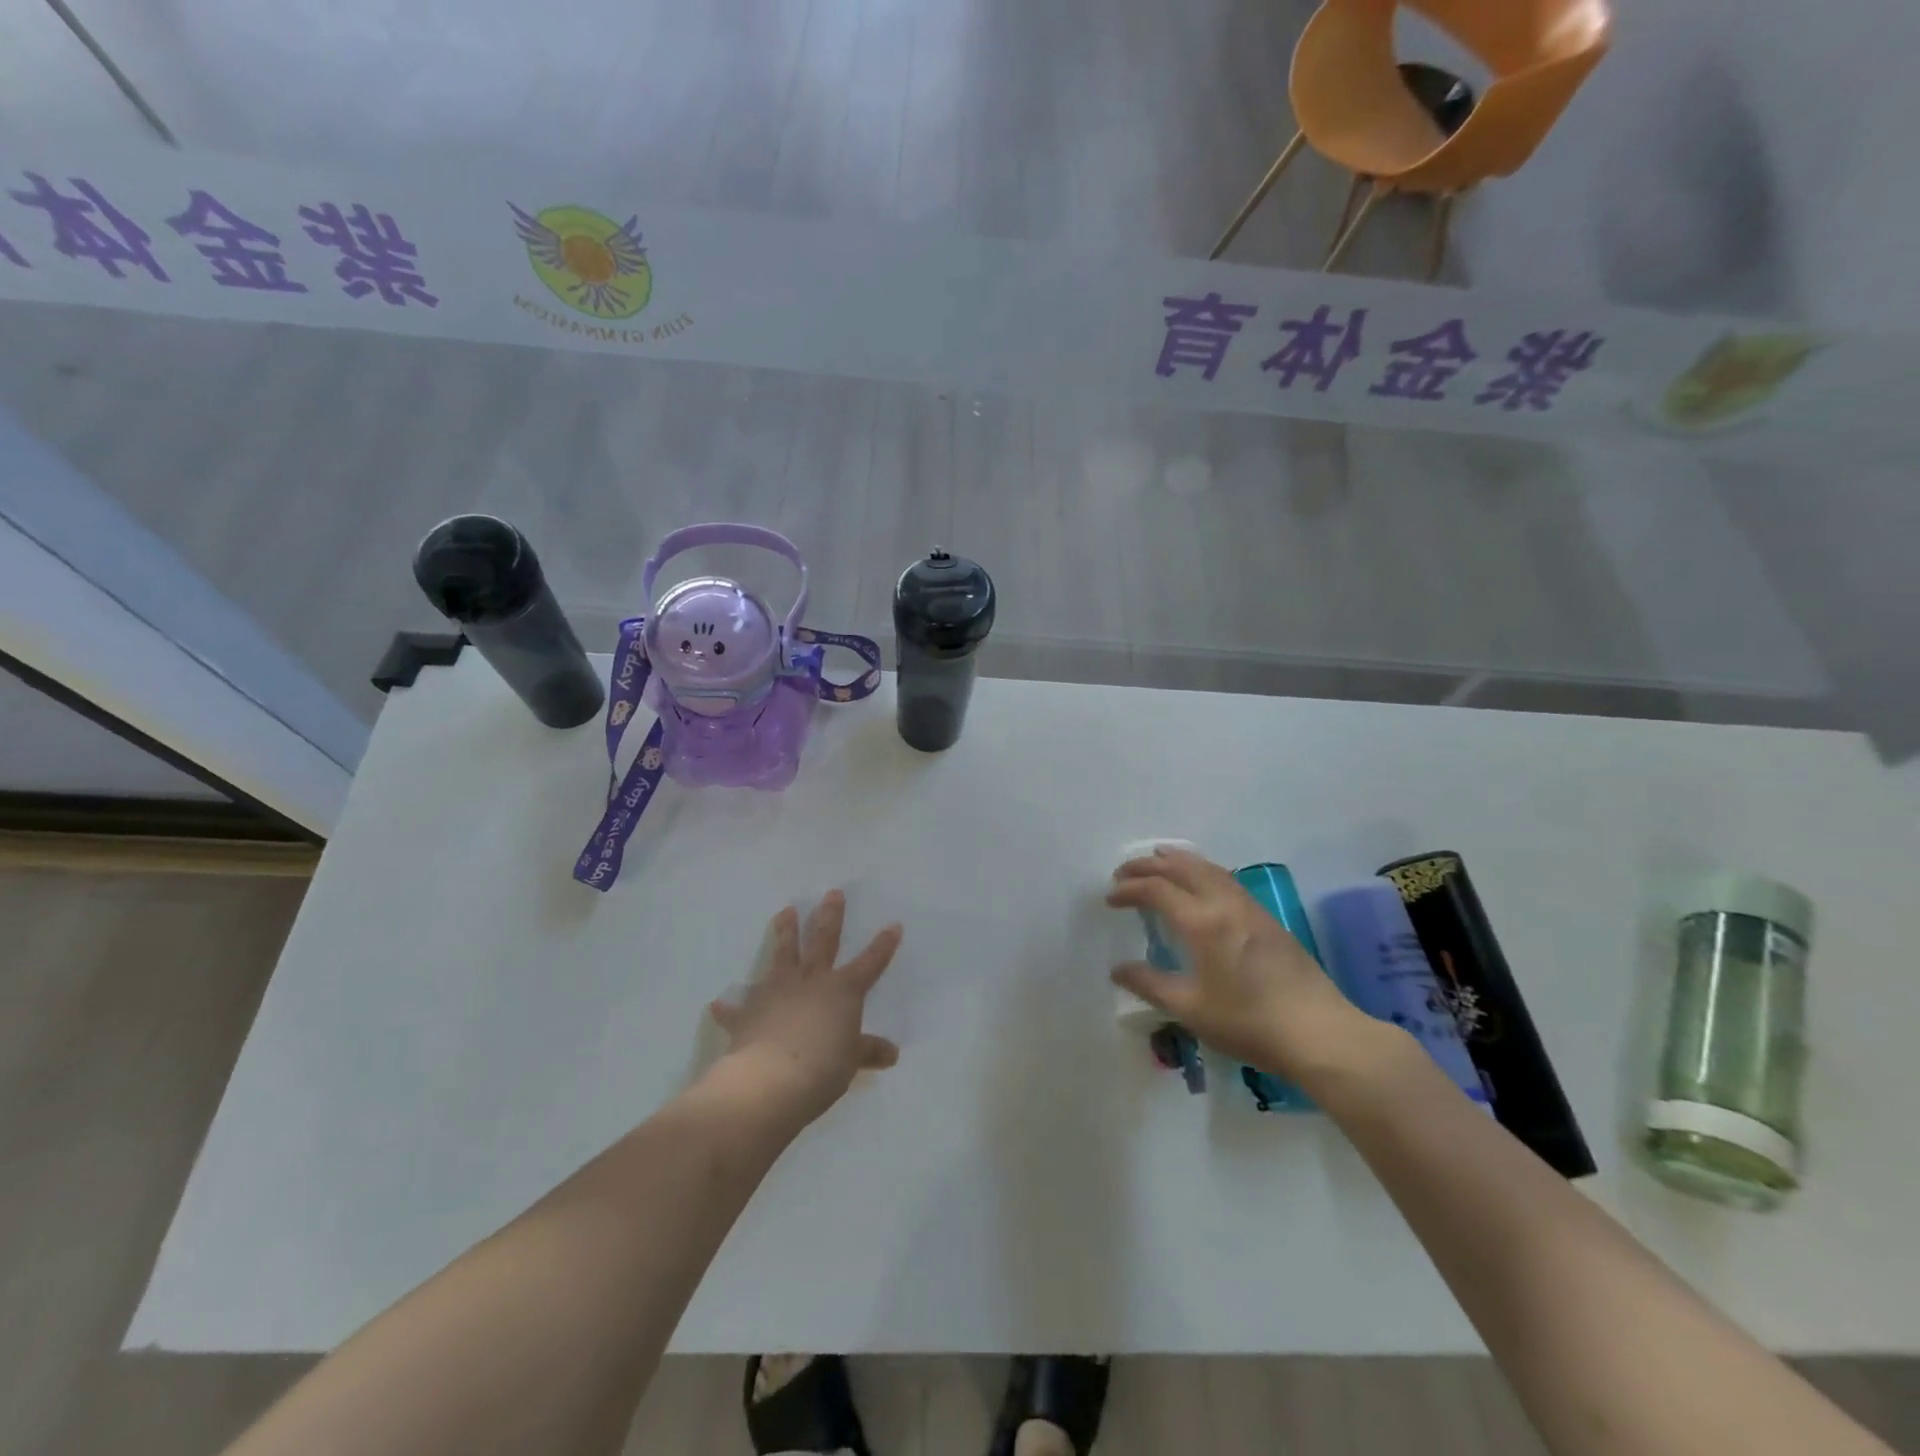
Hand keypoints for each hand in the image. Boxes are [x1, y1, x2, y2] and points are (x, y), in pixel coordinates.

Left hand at [707, 891, 902, 1130]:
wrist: (769, 1081)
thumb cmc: (822, 1068)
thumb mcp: (851, 1062)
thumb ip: (868, 1052)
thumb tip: (891, 1054)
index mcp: (843, 990)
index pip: (870, 963)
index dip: (883, 945)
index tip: (893, 925)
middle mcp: (811, 981)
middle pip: (823, 940)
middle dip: (830, 916)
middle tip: (832, 893)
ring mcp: (777, 991)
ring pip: (783, 954)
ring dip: (784, 932)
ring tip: (785, 911)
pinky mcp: (749, 1012)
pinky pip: (738, 1007)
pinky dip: (729, 1007)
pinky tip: (718, 1003)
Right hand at [1107, 847, 1370, 1080]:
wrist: (1320, 1033)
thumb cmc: (1248, 1022)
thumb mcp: (1190, 1009)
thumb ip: (1150, 985)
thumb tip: (1118, 970)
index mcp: (1202, 922)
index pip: (1157, 889)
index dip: (1129, 888)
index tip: (1110, 898)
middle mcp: (1225, 904)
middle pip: (1183, 867)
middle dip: (1150, 864)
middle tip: (1126, 871)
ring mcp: (1251, 909)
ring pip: (1210, 868)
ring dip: (1180, 861)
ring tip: (1160, 861)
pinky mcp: (1269, 920)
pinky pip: (1227, 880)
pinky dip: (1203, 871)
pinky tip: (1202, 886)